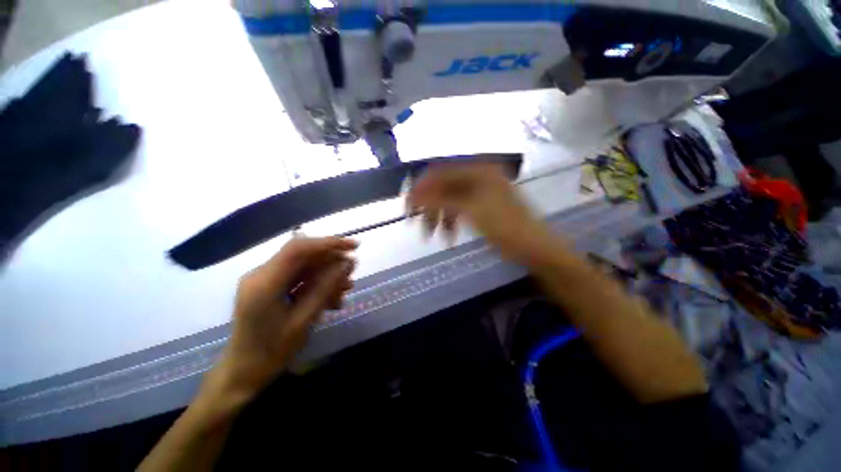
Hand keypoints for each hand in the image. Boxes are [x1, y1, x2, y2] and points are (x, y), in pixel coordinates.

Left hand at [212, 236, 356, 398]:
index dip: (329, 243)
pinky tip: (331, 298)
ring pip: (305, 266)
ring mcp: (265, 279)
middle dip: (332, 262)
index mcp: (264, 282)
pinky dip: (318, 284)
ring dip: (327, 275)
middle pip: (304, 255)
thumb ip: (326, 287)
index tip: (354, 247)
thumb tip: (348, 263)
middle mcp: (261, 273)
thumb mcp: (304, 320)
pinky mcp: (270, 286)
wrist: (244, 372)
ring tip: (344, 291)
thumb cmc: (272, 351)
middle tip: (352, 276)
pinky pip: (300, 277)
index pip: (299, 248)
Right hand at [408, 160, 555, 263]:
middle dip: (429, 207)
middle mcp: (478, 176)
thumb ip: (441, 199)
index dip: (421, 189)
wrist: (534, 248)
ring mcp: (480, 192)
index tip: (408, 207)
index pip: (440, 173)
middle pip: (443, 188)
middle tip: (417, 225)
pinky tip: (448, 237)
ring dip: (439, 218)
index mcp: (478, 171)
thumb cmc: (506, 228)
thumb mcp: (471, 212)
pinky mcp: (481, 206)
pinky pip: (459, 210)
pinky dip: (451, 222)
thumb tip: (414, 194)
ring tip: (433, 237)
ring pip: (450, 201)